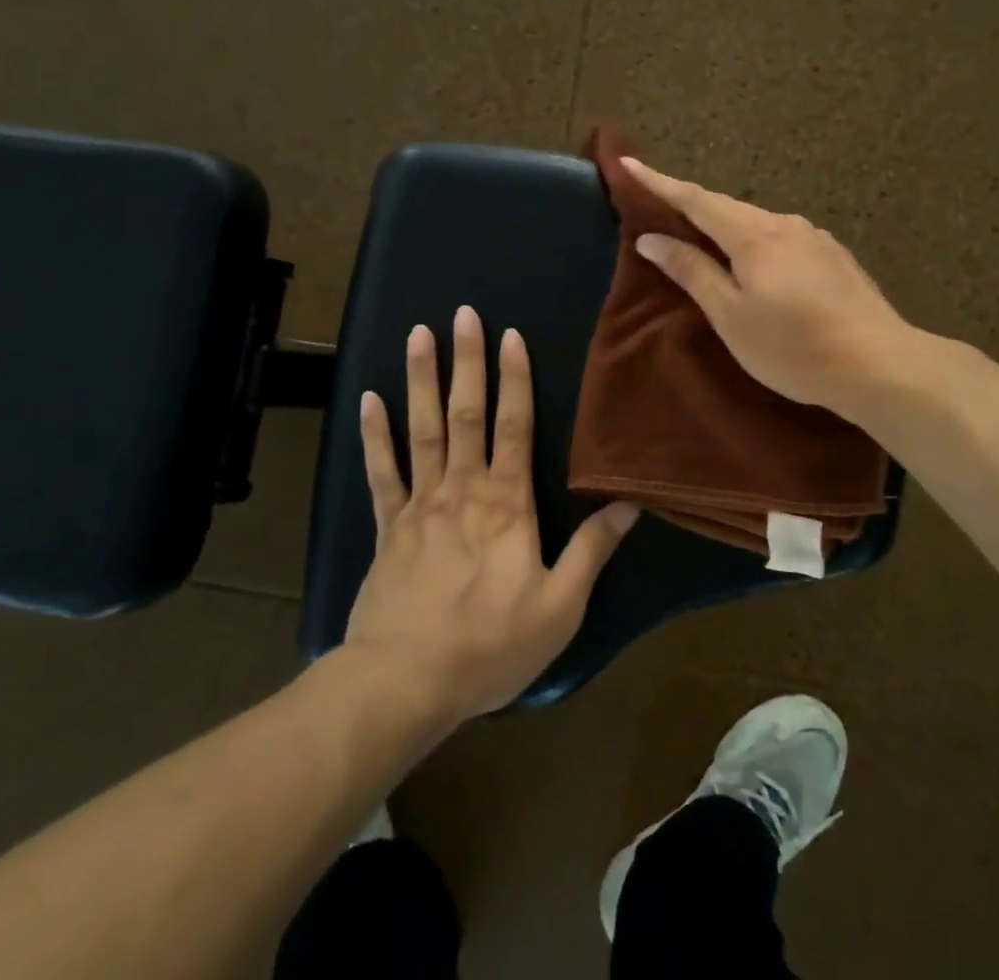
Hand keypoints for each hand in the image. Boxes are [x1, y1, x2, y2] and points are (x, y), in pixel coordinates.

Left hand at [344, 306, 638, 722]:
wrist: (406, 682)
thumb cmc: (490, 645)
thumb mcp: (560, 606)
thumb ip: (592, 551)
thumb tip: (629, 505)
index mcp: (507, 503)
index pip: (514, 426)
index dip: (514, 379)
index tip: (509, 336)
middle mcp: (463, 489)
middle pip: (466, 413)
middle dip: (466, 361)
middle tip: (461, 315)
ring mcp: (420, 504)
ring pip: (422, 429)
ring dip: (420, 379)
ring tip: (417, 335)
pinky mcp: (388, 526)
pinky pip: (381, 471)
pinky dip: (375, 434)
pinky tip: (369, 398)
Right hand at [624, 158, 912, 421]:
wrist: (879, 363)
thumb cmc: (794, 347)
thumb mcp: (731, 316)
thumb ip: (692, 272)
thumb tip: (651, 239)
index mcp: (753, 236)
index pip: (695, 200)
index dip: (659, 182)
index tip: (628, 163)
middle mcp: (784, 224)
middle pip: (726, 206)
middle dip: (690, 202)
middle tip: (660, 201)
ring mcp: (814, 237)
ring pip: (756, 222)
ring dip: (725, 224)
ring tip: (704, 236)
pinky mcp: (833, 255)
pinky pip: (780, 237)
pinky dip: (755, 240)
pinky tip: (756, 260)